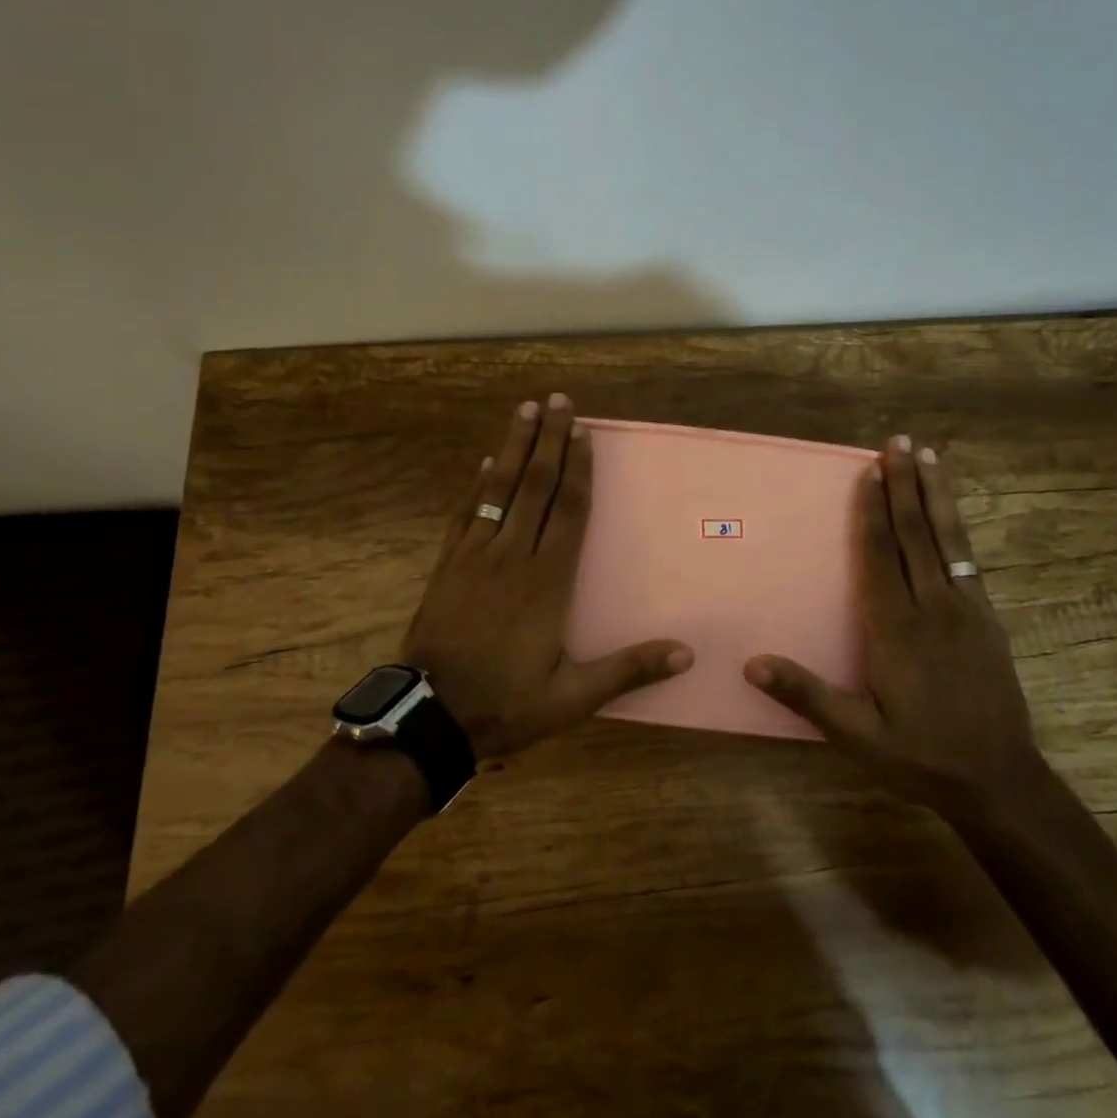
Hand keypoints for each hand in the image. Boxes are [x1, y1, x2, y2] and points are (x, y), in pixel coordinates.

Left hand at [402, 393, 693, 759]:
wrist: (429, 717)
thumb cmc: (506, 704)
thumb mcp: (572, 697)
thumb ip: (627, 670)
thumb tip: (686, 653)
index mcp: (547, 581)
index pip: (567, 511)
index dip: (577, 468)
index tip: (583, 432)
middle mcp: (513, 556)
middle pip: (534, 486)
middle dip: (548, 440)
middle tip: (558, 400)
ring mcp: (475, 557)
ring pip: (499, 490)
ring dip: (513, 447)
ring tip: (524, 410)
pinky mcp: (448, 565)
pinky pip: (466, 514)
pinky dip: (477, 486)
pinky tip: (484, 463)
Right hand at [743, 434, 1043, 821]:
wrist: (1000, 782)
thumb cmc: (920, 757)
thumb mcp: (857, 736)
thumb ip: (807, 695)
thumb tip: (752, 663)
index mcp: (896, 630)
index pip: (879, 558)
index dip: (871, 513)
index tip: (867, 473)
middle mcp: (932, 608)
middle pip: (914, 535)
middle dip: (903, 485)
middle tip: (897, 442)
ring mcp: (966, 611)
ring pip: (947, 539)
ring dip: (935, 494)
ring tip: (928, 456)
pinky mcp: (987, 619)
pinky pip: (967, 560)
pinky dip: (956, 527)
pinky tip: (951, 512)